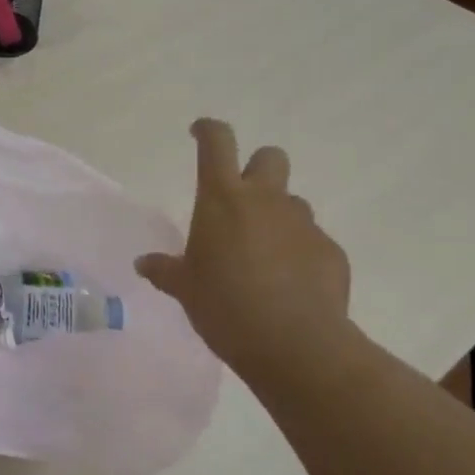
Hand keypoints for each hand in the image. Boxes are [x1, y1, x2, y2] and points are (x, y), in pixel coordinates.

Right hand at [135, 119, 354, 383]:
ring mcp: (303, 224)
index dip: (207, 130)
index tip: (199, 132)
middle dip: (256, 168)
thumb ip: (165, 270)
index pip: (217, 142)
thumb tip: (144, 263)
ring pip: (291, 203)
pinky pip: (311, 241)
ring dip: (276, 217)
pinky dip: (298, 253)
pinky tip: (288, 285)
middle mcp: (266, 200)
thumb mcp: (185, 289)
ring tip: (262, 255)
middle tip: (240, 200)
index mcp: (222, 199)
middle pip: (269, 157)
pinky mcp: (330, 251)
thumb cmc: (225, 306)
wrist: (295, 344)